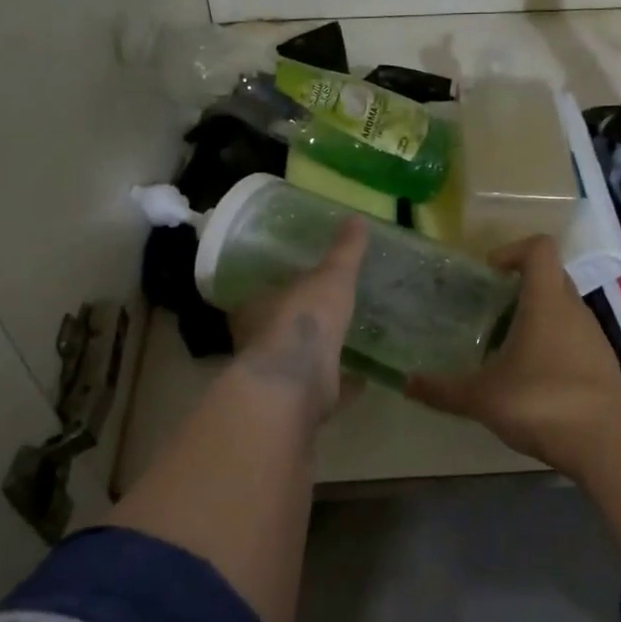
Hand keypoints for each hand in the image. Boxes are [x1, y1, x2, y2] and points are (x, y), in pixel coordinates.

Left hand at [231, 217, 367, 423]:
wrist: (295, 384)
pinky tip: (364, 378)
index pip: (264, 295)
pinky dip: (343, 384)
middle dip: (301, 323)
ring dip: (321, 355)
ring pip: (301, 362)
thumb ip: (345, 251)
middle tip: (330, 313)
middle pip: (280, 329)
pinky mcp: (300, 403)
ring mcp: (279, 377)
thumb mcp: (331, 276)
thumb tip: (358, 217)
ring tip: (349, 343)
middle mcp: (260, 344)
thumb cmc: (303, 320)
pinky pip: (325, 389)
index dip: (282, 290)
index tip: (303, 285)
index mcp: (256, 309)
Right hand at [406, 234, 620, 471]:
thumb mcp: (481, 398)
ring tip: (507, 345)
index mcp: (546, 302)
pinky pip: (575, 336)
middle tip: (491, 309)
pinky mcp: (603, 362)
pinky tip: (533, 375)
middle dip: (521, 285)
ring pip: (564, 308)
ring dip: (537, 316)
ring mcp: (593, 335)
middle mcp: (574, 309)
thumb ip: (441, 389)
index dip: (513, 251)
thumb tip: (406, 383)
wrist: (603, 443)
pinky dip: (553, 342)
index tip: (490, 273)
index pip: (540, 248)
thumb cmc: (539, 403)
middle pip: (551, 276)